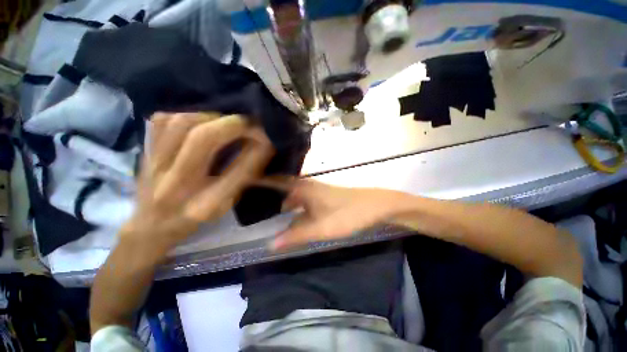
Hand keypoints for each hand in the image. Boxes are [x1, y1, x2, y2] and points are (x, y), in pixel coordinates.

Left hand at [122, 113, 273, 253]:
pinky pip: (161, 121)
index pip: (239, 171)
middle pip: (203, 139)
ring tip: (225, 122)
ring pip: (181, 124)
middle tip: (250, 123)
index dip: (258, 151)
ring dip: (211, 117)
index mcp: (206, 204)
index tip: (268, 139)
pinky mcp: (145, 153)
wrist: (151, 226)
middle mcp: (178, 185)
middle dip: (234, 125)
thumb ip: (243, 179)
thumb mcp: (227, 205)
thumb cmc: (196, 218)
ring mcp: (156, 166)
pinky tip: (199, 121)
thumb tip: (261, 149)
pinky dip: (185, 114)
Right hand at [268, 179, 407, 249]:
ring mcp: (318, 191)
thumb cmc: (348, 214)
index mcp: (304, 188)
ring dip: (284, 203)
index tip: (246, 181)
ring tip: (269, 213)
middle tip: (254, 204)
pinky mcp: (325, 197)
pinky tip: (294, 218)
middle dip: (271, 195)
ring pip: (296, 196)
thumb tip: (270, 244)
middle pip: (285, 189)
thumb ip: (297, 235)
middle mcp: (309, 186)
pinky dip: (296, 208)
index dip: (262, 181)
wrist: (376, 206)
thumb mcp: (321, 228)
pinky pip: (305, 201)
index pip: (278, 181)